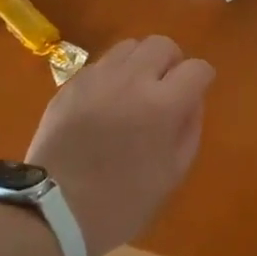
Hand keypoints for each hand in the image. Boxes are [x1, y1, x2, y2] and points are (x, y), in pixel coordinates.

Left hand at [26, 36, 214, 255]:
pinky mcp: (70, 84)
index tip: (197, 92)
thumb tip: (191, 102)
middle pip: (162, 44)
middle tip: (167, 88)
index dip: (202, 78)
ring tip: (135, 90)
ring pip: (129, 46)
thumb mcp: (171, 174)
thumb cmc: (121, 202)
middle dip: (172, 62)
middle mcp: (131, 80)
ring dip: (141, 63)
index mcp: (162, 105)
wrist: (54, 211)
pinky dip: (112, 75)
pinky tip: (106, 102)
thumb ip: (189, 129)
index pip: (196, 68)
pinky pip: (101, 64)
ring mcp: (97, 78)